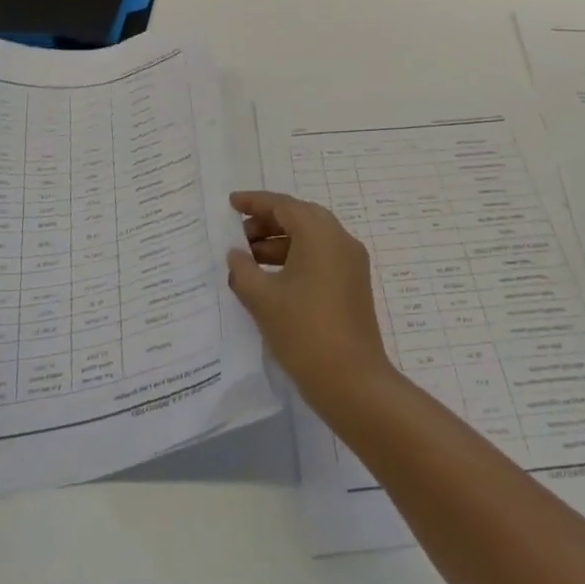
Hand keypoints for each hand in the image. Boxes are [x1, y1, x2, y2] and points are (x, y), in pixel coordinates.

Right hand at [226, 191, 396, 415]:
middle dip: (266, 223)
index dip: (254, 202)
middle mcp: (340, 239)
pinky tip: (271, 279)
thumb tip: (236, 254)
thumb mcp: (263, 298)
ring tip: (248, 260)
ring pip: (310, 239)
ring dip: (279, 243)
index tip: (231, 203)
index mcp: (319, 233)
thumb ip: (243, 269)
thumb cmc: (304, 331)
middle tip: (238, 236)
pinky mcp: (353, 284)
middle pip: (299, 217)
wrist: (352, 380)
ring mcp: (351, 262)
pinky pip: (320, 257)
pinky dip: (295, 258)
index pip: (283, 205)